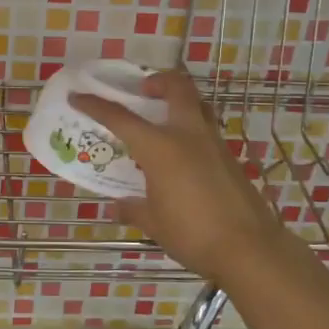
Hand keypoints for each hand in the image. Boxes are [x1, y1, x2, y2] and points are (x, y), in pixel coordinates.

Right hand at [70, 70, 292, 282]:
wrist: (249, 249)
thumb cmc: (192, 233)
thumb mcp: (154, 223)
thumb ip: (134, 208)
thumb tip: (119, 205)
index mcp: (160, 147)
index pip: (120, 118)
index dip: (96, 105)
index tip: (78, 96)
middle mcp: (188, 135)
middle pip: (176, 87)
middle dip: (157, 80)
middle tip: (143, 90)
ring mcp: (214, 144)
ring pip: (197, 104)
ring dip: (179, 101)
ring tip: (163, 118)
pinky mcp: (230, 158)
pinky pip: (207, 129)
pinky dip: (191, 128)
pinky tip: (182, 154)